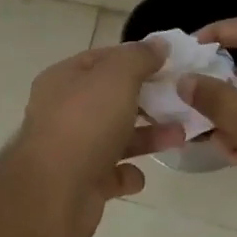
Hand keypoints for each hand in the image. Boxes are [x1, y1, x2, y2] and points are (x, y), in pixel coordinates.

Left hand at [0, 41, 183, 236]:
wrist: (54, 192)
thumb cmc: (84, 124)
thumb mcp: (116, 77)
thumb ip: (138, 58)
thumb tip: (158, 44)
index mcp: (63, 80)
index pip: (101, 59)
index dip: (134, 58)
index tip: (170, 64)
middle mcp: (63, 111)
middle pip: (110, 99)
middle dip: (147, 100)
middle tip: (182, 101)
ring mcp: (71, 148)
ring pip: (115, 136)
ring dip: (147, 136)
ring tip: (180, 136)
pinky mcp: (82, 183)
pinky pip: (111, 174)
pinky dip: (128, 173)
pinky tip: (139, 175)